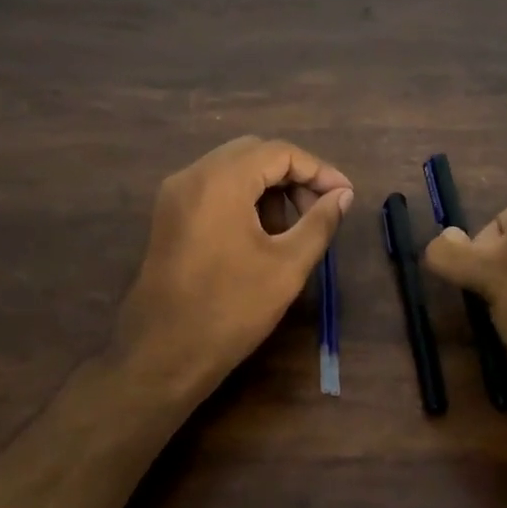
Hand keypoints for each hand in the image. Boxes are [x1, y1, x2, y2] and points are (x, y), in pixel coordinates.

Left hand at [114, 136, 353, 406]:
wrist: (162, 355)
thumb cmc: (230, 309)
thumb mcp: (287, 266)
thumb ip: (319, 222)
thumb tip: (343, 195)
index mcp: (220, 180)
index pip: (280, 152)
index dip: (318, 170)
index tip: (344, 196)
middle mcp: (192, 175)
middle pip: (254, 153)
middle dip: (294, 176)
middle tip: (321, 209)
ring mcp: (175, 195)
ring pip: (233, 169)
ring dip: (269, 187)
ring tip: (293, 228)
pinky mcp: (169, 216)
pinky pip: (214, 188)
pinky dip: (244, 199)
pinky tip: (262, 234)